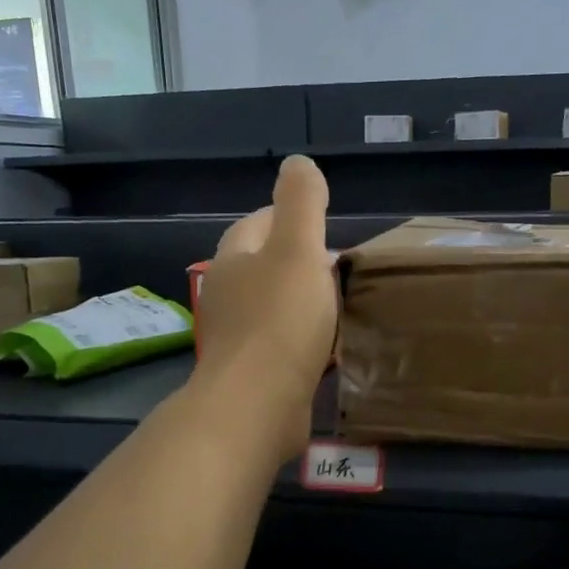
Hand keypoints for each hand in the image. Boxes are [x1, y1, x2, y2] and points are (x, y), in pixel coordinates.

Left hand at [191, 155, 337, 462]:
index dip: (288, 216)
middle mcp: (229, 297)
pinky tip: (328, 349)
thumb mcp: (298, 250)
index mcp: (234, 261)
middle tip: (337, 266)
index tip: (322, 223)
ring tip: (339, 305)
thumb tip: (299, 162)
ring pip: (273, 308)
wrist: (255, 405)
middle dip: (297, 261)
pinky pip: (282, 346)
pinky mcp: (252, 375)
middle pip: (263, 267)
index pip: (257, 223)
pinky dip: (304, 340)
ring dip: (301, 303)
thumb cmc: (279, 322)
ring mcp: (237, 339)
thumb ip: (302, 202)